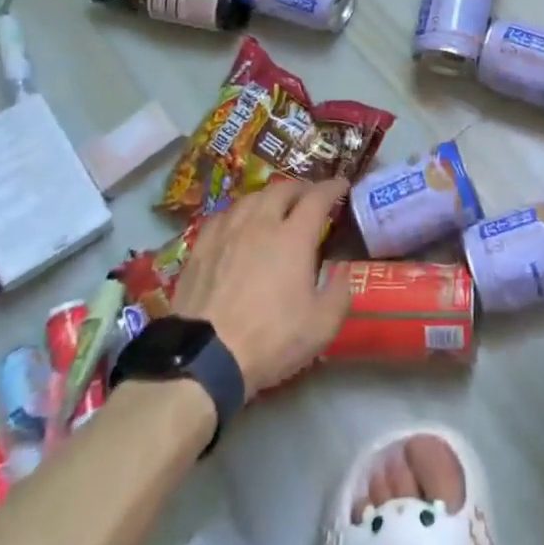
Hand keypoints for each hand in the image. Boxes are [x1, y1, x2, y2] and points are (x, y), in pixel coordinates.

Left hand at [170, 179, 353, 394]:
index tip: (341, 185)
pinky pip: (223, 215)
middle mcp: (260, 223)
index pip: (317, 198)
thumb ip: (340, 293)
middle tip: (309, 196)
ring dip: (269, 196)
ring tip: (275, 206)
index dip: (332, 187)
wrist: (204, 359)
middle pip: (282, 189)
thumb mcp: (321, 326)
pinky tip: (238, 222)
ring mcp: (227, 232)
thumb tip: (342, 269)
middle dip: (301, 188)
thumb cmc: (270, 340)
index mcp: (293, 237)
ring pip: (251, 198)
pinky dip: (239, 212)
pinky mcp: (201, 247)